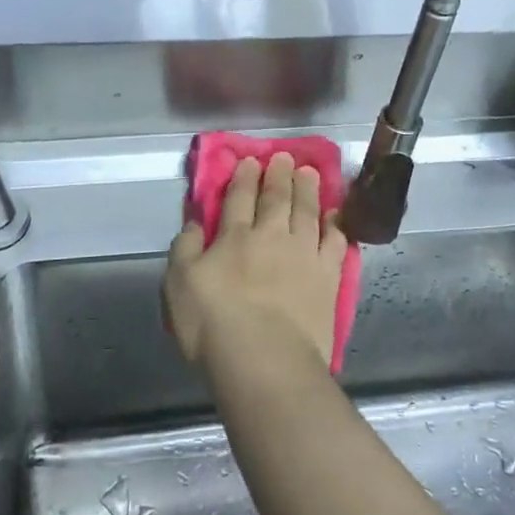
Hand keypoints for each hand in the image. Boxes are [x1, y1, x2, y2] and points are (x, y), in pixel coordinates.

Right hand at [165, 153, 347, 375]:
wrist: (265, 358)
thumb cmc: (212, 323)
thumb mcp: (178, 283)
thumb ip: (185, 248)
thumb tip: (194, 222)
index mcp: (234, 236)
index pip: (239, 198)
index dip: (244, 177)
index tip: (250, 160)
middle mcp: (272, 236)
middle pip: (277, 198)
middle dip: (279, 175)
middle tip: (286, 157)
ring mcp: (304, 255)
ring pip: (308, 212)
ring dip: (308, 190)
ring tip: (310, 172)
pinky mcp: (328, 277)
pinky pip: (335, 242)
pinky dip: (335, 225)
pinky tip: (336, 215)